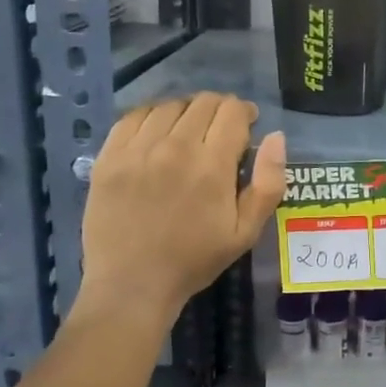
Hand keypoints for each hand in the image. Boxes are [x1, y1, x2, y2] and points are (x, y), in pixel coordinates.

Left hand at [81, 94, 286, 324]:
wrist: (131, 284)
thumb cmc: (194, 261)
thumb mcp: (245, 232)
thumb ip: (268, 183)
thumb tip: (275, 137)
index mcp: (212, 166)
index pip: (233, 112)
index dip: (245, 113)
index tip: (247, 126)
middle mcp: (175, 147)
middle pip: (203, 102)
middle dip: (219, 109)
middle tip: (220, 130)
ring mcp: (138, 149)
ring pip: (170, 105)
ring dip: (187, 111)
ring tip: (188, 131)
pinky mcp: (110, 156)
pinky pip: (134, 116)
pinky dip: (152, 116)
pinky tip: (157, 132)